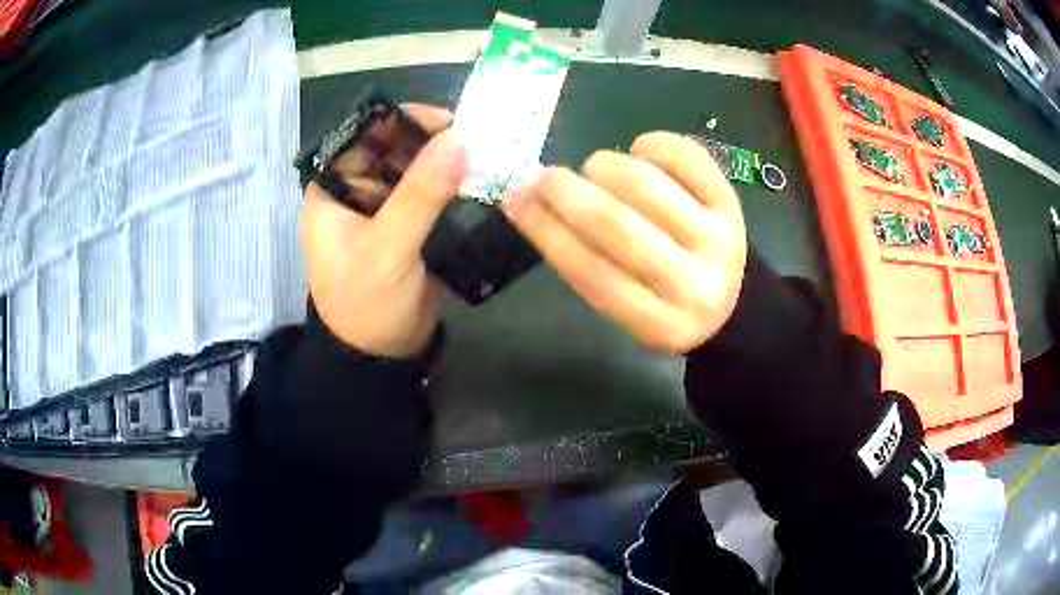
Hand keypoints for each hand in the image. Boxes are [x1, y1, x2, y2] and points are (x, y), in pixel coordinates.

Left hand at [300, 105, 467, 357]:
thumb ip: (420, 194)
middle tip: (477, 139)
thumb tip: (460, 140)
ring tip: (485, 157)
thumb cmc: (366, 303)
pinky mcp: (404, 226)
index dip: (403, 121)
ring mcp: (380, 208)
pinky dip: (451, 186)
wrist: (378, 357)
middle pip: (393, 148)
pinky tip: (479, 182)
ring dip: (446, 162)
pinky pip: (428, 194)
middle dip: (432, 140)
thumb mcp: (388, 248)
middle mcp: (354, 191)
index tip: (448, 121)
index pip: (364, 134)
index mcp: (333, 189)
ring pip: (414, 169)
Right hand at [503, 132, 746, 353]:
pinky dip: (653, 144)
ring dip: (607, 166)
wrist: (733, 303)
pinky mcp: (733, 204)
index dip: (546, 230)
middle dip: (569, 193)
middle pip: (618, 226)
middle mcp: (693, 284)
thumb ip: (585, 265)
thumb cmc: (665, 305)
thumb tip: (529, 201)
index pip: (591, 272)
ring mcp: (719, 239)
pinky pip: (687, 157)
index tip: (515, 200)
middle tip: (545, 176)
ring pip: (647, 185)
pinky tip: (639, 151)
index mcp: (659, 325)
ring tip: (597, 170)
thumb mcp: (627, 309)